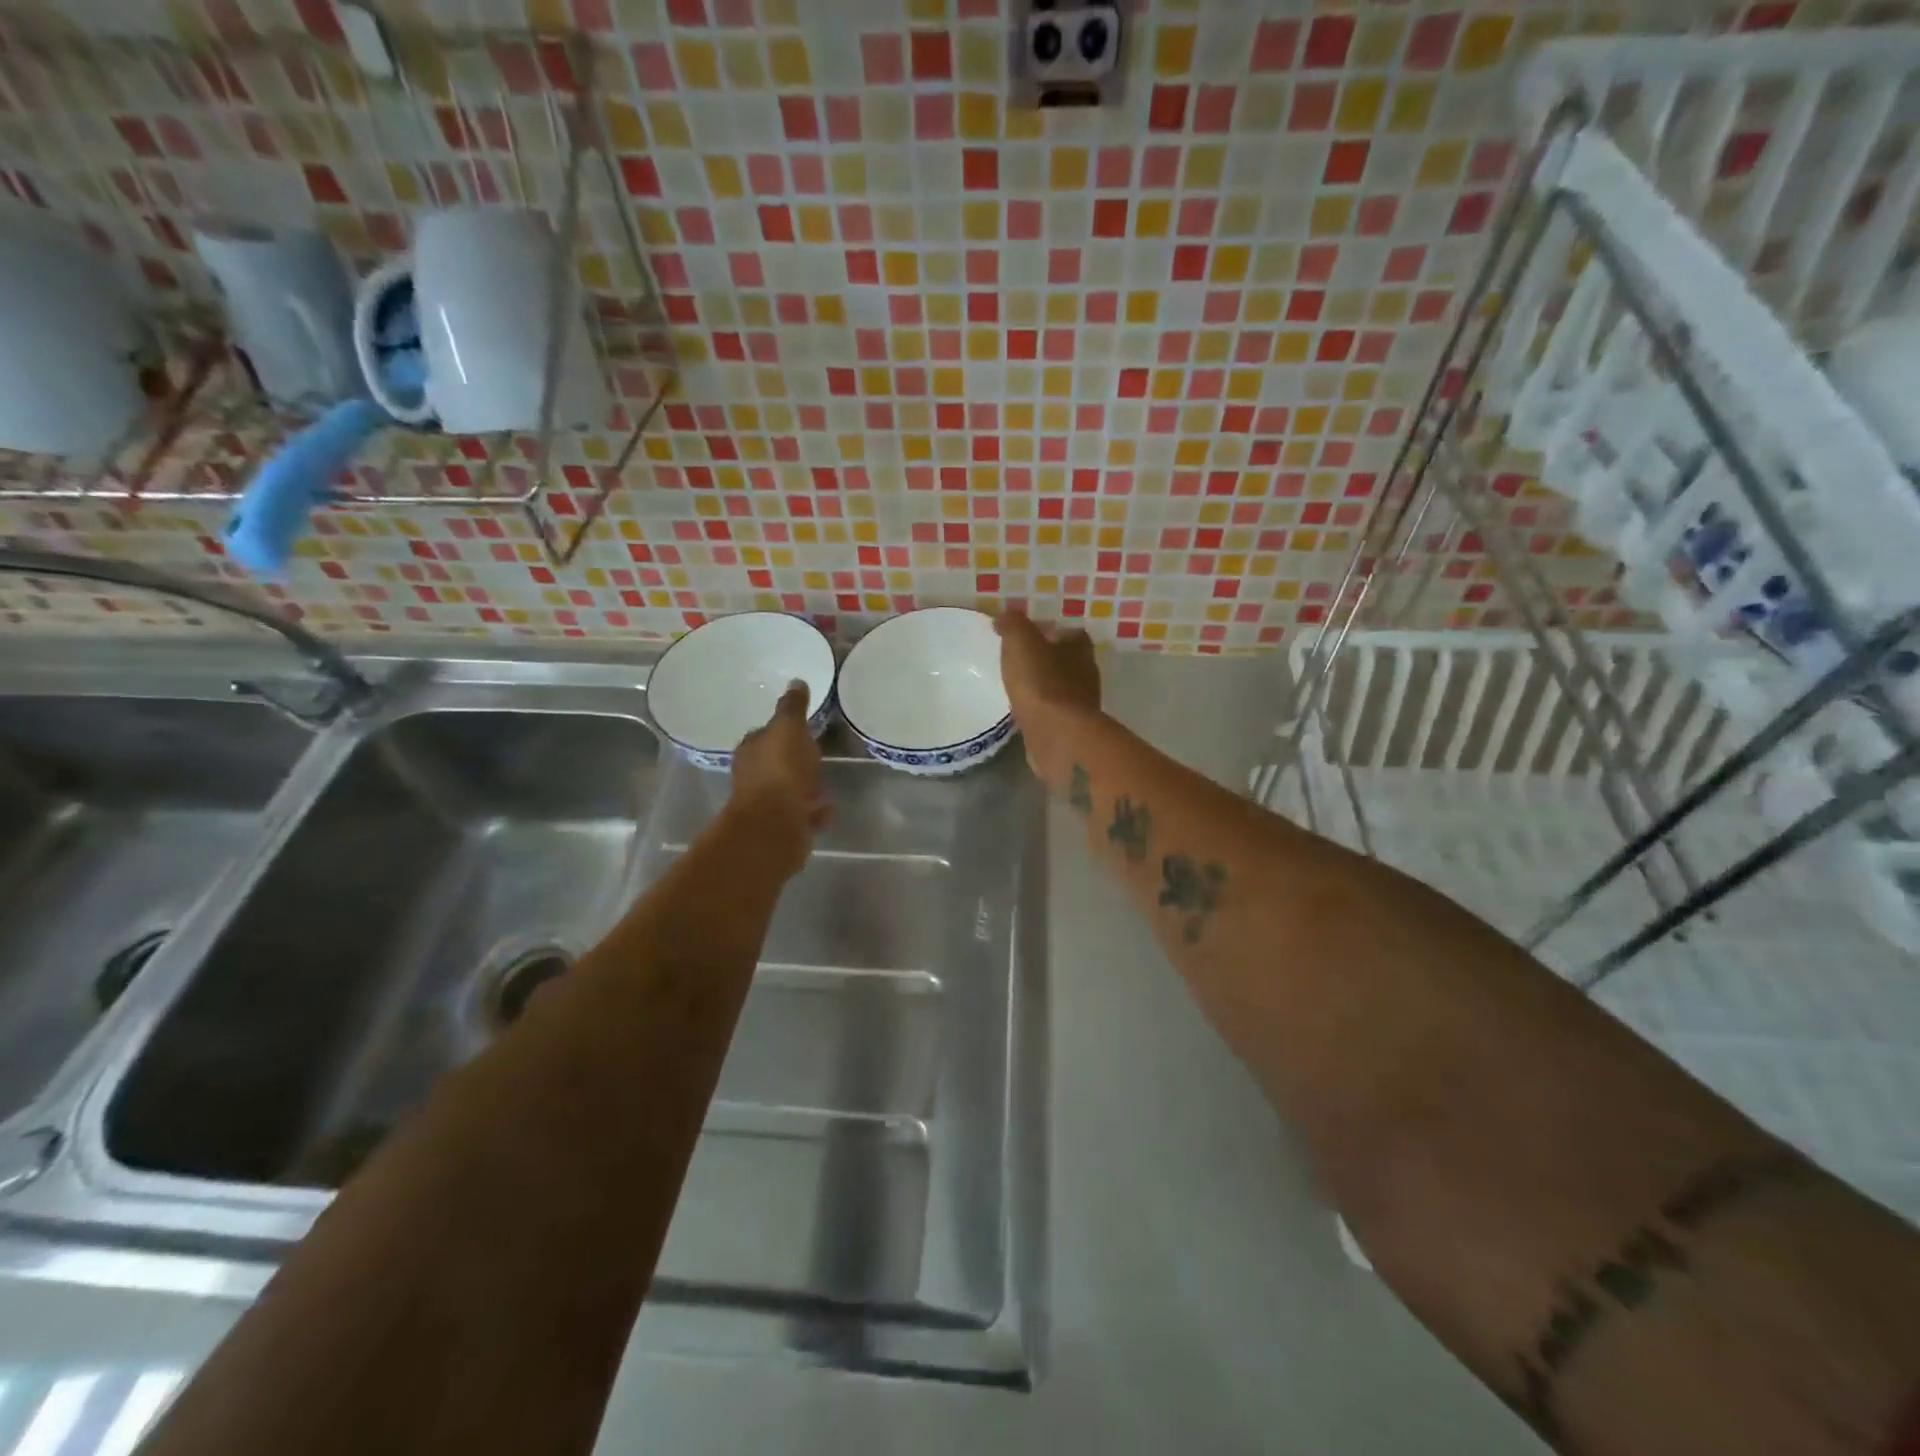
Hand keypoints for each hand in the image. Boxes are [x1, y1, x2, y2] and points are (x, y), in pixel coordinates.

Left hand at [730, 682, 830, 873]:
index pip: (764, 734)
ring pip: (789, 790)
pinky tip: (826, 808)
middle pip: (777, 763)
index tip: (802, 730)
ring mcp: (767, 805)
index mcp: (751, 749)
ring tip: (826, 784)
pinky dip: (812, 811)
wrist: (776, 825)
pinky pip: (802, 814)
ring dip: (805, 787)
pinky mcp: (782, 828)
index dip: (783, 732)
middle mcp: (753, 776)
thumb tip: (795, 681)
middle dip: (795, 761)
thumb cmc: (781, 771)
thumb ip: (792, 707)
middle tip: (818, 756)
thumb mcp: (789, 729)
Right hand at [995, 611, 1100, 773]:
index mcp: (1080, 648)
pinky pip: (1054, 713)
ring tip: (1018, 688)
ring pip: (1061, 689)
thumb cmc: (1041, 682)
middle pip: (1067, 661)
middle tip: (1020, 662)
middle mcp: (1087, 674)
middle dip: (1046, 660)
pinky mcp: (1071, 729)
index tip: (1028, 637)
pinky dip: (1041, 711)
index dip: (1050, 632)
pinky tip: (1024, 712)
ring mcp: (1081, 704)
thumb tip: (1005, 618)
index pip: (1070, 633)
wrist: (1057, 734)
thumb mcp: (1021, 641)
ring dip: (1043, 687)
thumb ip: (1013, 624)